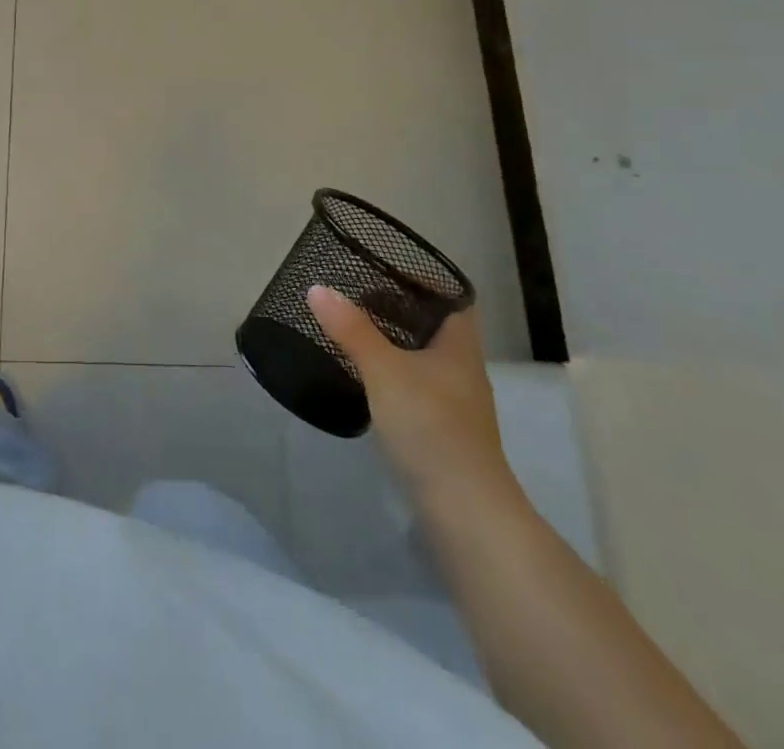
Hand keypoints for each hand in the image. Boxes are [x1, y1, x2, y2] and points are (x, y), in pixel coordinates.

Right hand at [307, 289, 515, 505]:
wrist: (465, 512)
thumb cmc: (431, 427)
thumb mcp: (384, 371)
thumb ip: (351, 329)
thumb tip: (318, 288)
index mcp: (459, 347)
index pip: (451, 299)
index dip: (424, 280)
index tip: (384, 270)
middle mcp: (461, 370)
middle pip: (433, 327)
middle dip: (397, 310)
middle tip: (355, 296)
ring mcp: (452, 404)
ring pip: (421, 357)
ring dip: (391, 342)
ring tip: (351, 330)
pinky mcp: (439, 431)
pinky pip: (413, 385)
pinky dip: (389, 372)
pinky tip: (362, 377)